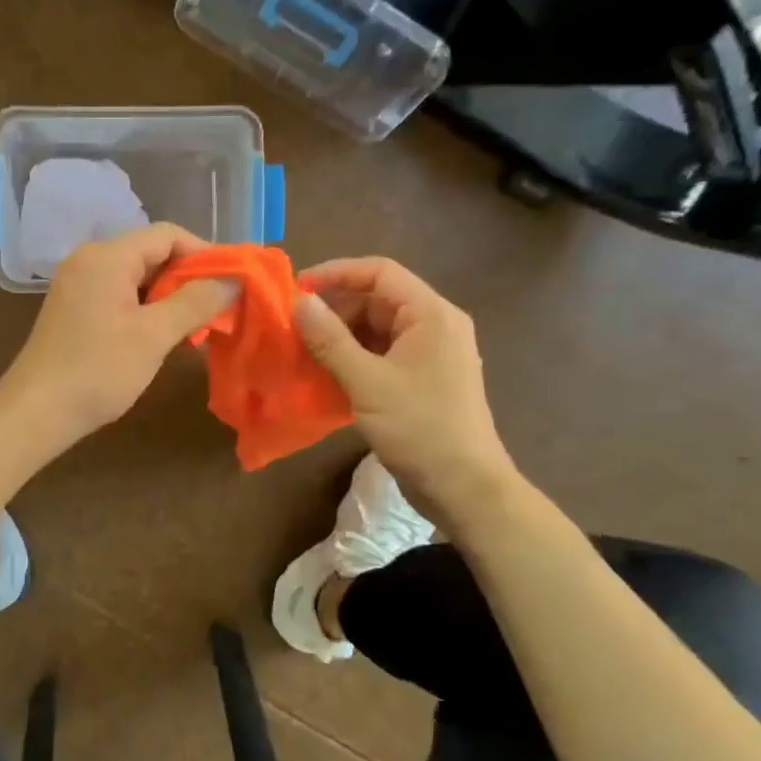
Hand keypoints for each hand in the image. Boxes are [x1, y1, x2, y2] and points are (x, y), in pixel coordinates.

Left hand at [0, 224, 237, 452]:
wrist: (36, 412)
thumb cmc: (98, 370)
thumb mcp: (154, 335)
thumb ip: (196, 302)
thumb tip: (232, 280)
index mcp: (107, 256)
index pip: (167, 235)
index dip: (204, 253)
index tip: (231, 283)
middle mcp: (89, 260)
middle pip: (151, 252)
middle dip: (188, 277)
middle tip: (217, 309)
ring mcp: (78, 284)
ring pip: (137, 276)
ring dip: (169, 296)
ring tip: (195, 326)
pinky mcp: (74, 308)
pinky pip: (119, 294)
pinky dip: (146, 308)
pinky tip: (162, 335)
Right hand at [293, 257, 516, 506]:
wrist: (464, 488)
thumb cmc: (420, 428)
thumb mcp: (368, 382)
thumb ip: (330, 339)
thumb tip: (299, 302)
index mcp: (431, 314)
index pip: (379, 272)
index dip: (336, 273)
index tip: (297, 289)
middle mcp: (436, 325)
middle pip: (378, 299)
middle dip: (335, 309)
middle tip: (295, 328)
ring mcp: (432, 353)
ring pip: (378, 328)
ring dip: (341, 336)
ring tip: (304, 351)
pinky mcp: (424, 379)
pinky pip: (384, 353)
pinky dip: (355, 357)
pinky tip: (327, 374)